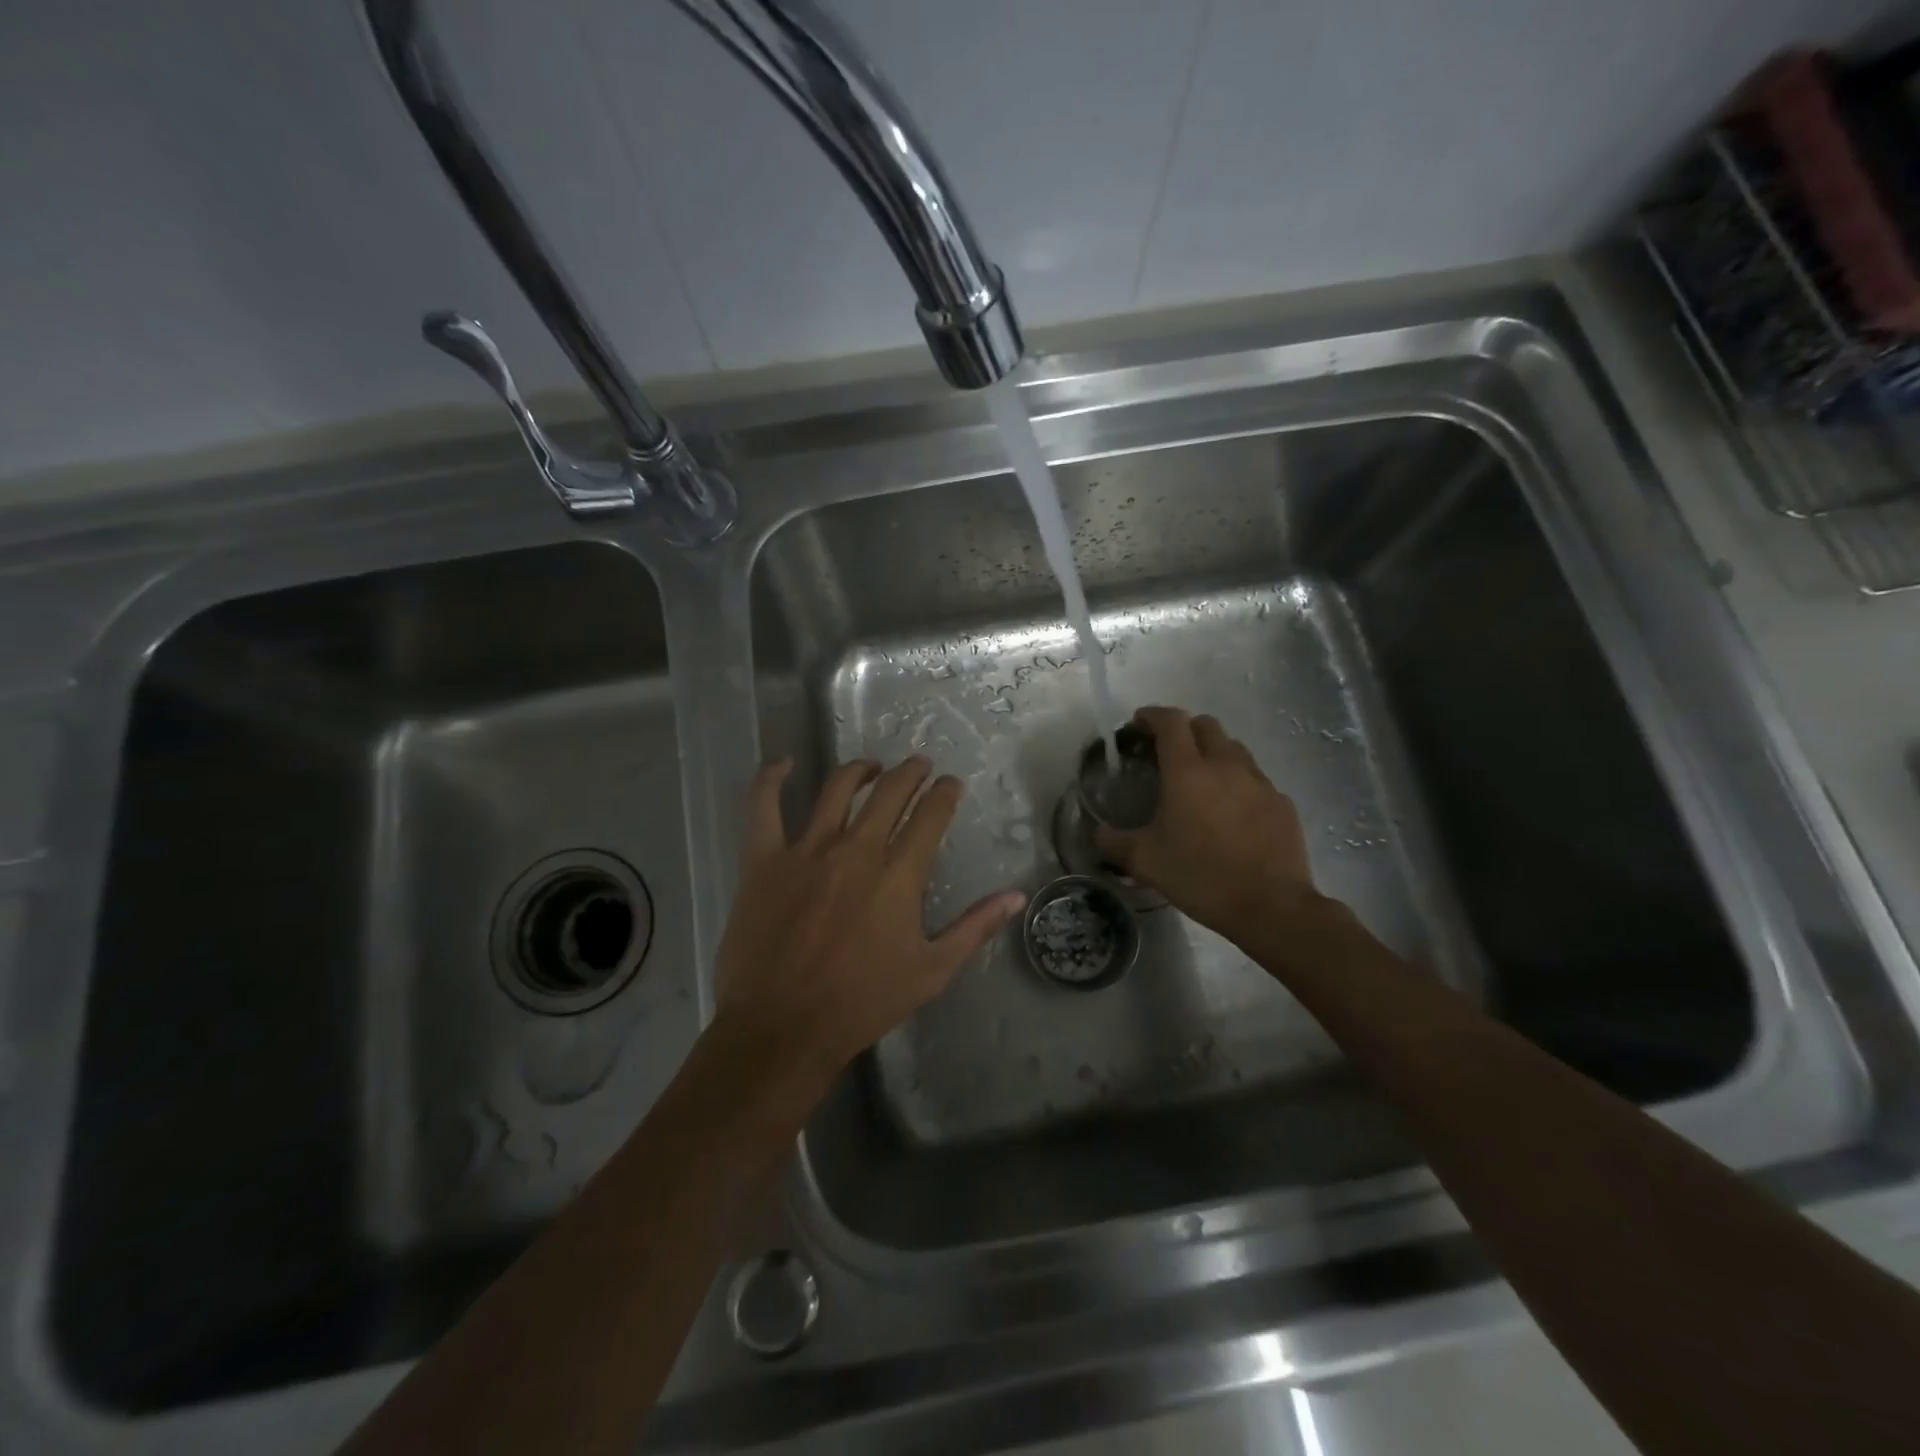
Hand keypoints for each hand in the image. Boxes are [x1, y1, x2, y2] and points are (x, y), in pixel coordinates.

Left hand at [713, 755, 1024, 1093]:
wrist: (784, 1028)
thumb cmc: (863, 1002)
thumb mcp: (932, 971)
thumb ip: (975, 928)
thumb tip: (1016, 896)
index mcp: (898, 874)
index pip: (930, 814)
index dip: (944, 793)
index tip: (950, 785)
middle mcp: (856, 849)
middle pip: (889, 791)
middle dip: (910, 772)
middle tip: (919, 765)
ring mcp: (806, 850)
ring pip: (836, 789)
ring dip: (859, 770)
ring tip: (871, 766)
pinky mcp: (764, 861)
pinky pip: (764, 808)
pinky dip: (771, 780)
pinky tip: (782, 764)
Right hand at [1095, 707, 1324, 943]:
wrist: (1270, 906)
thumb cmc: (1200, 876)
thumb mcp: (1145, 862)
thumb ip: (1114, 842)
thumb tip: (1098, 833)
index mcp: (1187, 772)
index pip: (1171, 722)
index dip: (1152, 715)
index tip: (1139, 723)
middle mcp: (1225, 765)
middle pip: (1205, 725)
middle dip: (1184, 729)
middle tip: (1168, 751)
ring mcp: (1259, 782)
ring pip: (1234, 748)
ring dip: (1213, 752)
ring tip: (1201, 779)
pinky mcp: (1281, 802)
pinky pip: (1255, 778)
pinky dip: (1238, 782)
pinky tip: (1231, 812)